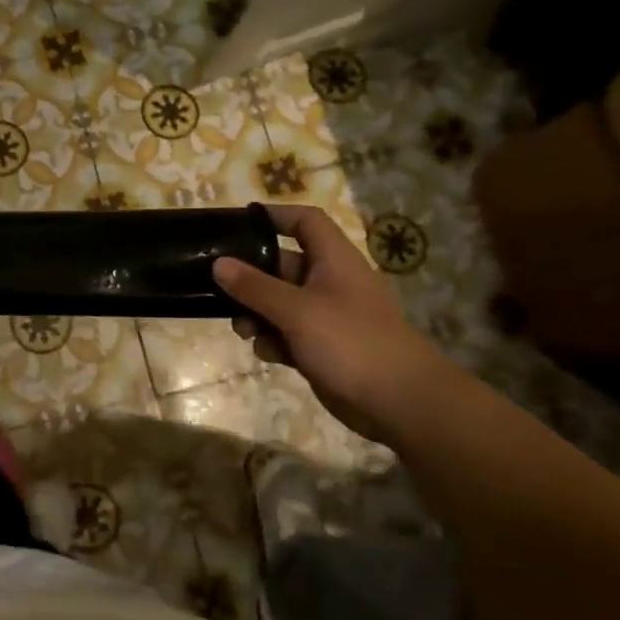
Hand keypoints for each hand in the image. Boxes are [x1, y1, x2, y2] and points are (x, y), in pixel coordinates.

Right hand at [214, 204, 445, 442]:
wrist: (401, 403)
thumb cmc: (351, 343)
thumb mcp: (297, 311)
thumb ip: (254, 287)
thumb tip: (218, 263)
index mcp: (334, 261)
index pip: (305, 222)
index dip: (275, 216)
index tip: (239, 223)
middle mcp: (329, 282)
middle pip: (282, 265)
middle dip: (251, 279)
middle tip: (219, 289)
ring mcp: (326, 316)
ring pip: (278, 303)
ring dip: (256, 314)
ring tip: (243, 331)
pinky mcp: (322, 346)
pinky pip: (287, 333)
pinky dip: (273, 340)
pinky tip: (269, 355)